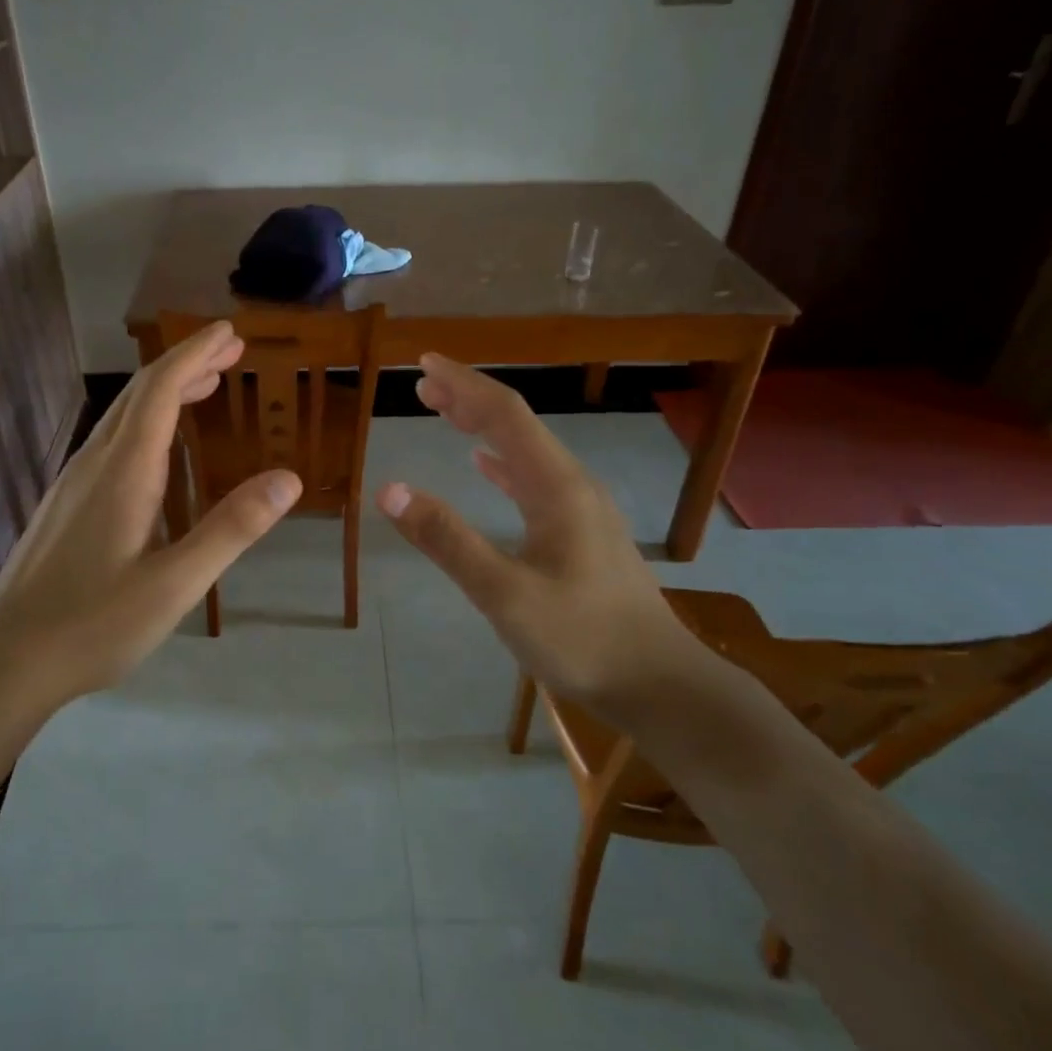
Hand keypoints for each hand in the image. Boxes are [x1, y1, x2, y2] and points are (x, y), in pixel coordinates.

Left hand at [0, 321, 300, 697]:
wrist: (7, 659)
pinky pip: (113, 440)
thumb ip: (231, 529)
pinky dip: (148, 421)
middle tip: (231, 350)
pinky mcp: (67, 503)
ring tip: (206, 384)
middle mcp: (96, 462)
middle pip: (142, 393)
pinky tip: (160, 445)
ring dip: (167, 391)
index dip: (196, 354)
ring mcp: (75, 481)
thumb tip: (288, 479)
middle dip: (187, 363)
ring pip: (125, 416)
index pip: (162, 390)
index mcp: (124, 470)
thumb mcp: (175, 584)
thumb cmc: (94, 623)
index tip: (230, 332)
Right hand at [376, 354, 701, 711]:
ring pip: (525, 451)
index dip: (464, 384)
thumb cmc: (582, 639)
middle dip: (469, 399)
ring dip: (484, 427)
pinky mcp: (583, 534)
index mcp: (556, 486)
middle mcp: (572, 485)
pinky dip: (503, 463)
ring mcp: (582, 509)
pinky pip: (535, 479)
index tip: (425, 364)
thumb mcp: (505, 594)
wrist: (661, 686)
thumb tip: (390, 489)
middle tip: (423, 385)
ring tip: (446, 413)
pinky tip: (486, 468)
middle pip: (517, 425)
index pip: (505, 415)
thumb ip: (448, 540)